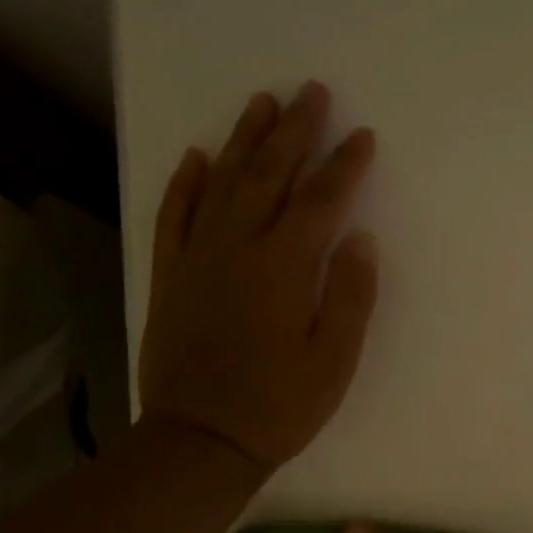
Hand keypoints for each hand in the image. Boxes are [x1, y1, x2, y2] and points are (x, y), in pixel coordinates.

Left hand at [138, 83, 377, 470]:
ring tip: (263, 103)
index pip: (321, 201)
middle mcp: (238, 247)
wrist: (199, 440)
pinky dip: (185, 183)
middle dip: (295, 131)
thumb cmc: (279, 405)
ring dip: (244, 140)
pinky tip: (196, 156)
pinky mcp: (170, 275)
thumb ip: (350, 295)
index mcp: (285, 267)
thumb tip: (359, 238)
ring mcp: (198, 258)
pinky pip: (174, 216)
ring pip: (221, 183)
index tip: (362, 136)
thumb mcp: (334, 360)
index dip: (344, 165)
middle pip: (270, 175)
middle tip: (312, 92)